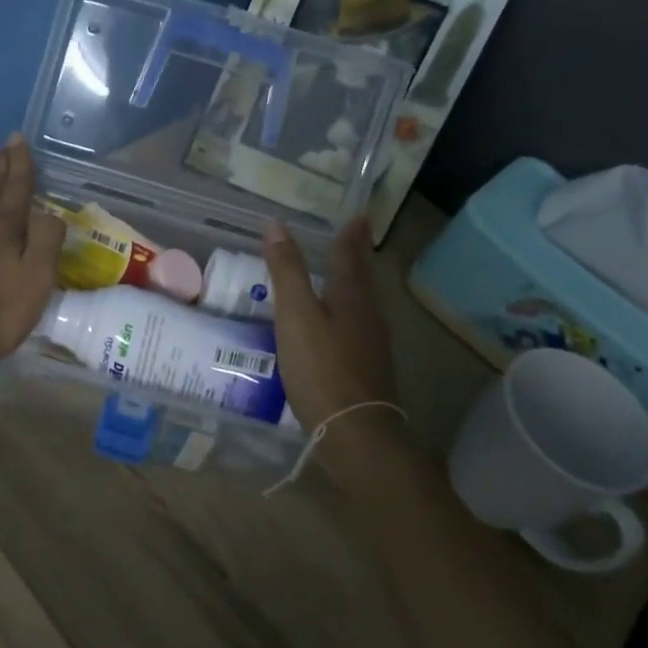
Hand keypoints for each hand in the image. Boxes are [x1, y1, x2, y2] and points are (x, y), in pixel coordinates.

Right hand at [262, 217, 403, 465]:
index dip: (352, 233)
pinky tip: (329, 326)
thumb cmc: (322, 369)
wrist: (355, 434)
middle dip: (354, 256)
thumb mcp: (296, 316)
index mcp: (352, 297)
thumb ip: (287, 271)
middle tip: (347, 236)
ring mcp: (370, 345)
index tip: (359, 213)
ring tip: (334, 275)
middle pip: (361, 278)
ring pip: (360, 304)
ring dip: (349, 284)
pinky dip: (342, 314)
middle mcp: (368, 316)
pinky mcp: (365, 369)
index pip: (351, 254)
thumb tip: (276, 225)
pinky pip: (354, 328)